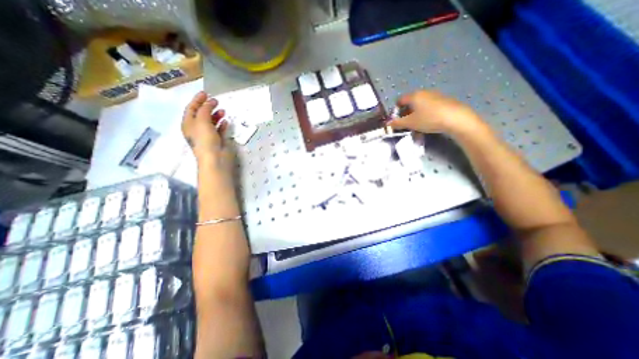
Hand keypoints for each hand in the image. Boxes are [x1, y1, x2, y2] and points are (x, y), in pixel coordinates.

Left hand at [181, 93, 233, 171]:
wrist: (215, 158)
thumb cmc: (205, 139)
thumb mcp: (202, 121)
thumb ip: (205, 109)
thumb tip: (210, 102)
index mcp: (188, 124)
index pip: (191, 108)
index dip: (197, 100)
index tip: (205, 93)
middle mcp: (197, 129)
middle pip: (201, 114)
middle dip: (208, 107)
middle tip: (216, 101)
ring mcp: (208, 135)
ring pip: (212, 122)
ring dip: (216, 115)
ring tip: (223, 111)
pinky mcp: (218, 141)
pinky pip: (220, 130)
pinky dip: (222, 125)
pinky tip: (226, 121)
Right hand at [387, 90, 487, 135]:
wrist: (455, 118)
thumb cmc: (428, 119)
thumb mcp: (410, 123)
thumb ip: (397, 123)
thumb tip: (387, 124)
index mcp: (414, 96)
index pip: (400, 100)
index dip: (395, 110)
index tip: (396, 120)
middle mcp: (424, 93)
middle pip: (410, 103)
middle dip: (406, 114)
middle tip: (406, 125)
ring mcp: (435, 95)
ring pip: (420, 106)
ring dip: (415, 116)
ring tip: (417, 127)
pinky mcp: (443, 100)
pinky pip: (429, 107)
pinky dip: (425, 114)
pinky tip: (428, 123)